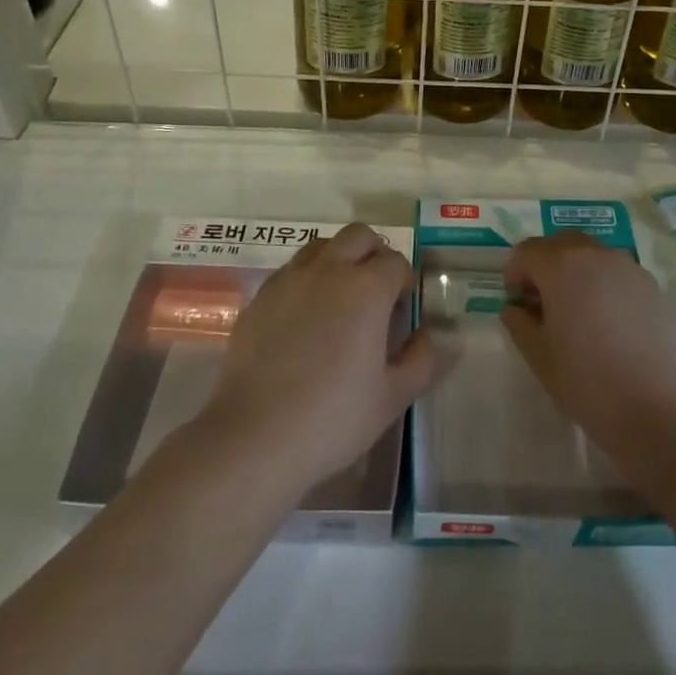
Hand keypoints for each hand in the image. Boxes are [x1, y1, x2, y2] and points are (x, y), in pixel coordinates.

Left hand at [203, 223, 433, 488]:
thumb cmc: (333, 419)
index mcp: (366, 289)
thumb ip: (419, 360)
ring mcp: (289, 280)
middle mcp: (328, 271)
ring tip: (340, 300)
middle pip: (359, 236)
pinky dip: (307, 280)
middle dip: (374, 254)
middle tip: (376, 292)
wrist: (254, 438)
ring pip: (322, 246)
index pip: (396, 263)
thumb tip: (421, 335)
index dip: (405, 283)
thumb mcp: (393, 398)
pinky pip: (291, 271)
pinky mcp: (259, 298)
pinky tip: (305, 320)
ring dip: (339, 260)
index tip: (402, 311)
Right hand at [500, 233, 675, 454]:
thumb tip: (515, 308)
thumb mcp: (539, 356)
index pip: (527, 251)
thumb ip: (519, 323)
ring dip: (576, 272)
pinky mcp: (653, 286)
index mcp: (562, 266)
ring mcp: (629, 268)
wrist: (660, 410)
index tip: (518, 305)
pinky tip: (608, 323)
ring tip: (577, 314)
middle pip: (561, 244)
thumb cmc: (588, 382)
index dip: (515, 274)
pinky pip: (617, 273)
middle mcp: (596, 254)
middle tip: (543, 304)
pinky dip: (603, 284)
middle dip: (546, 265)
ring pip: (592, 255)